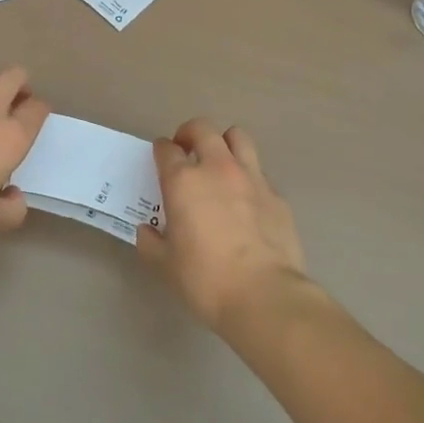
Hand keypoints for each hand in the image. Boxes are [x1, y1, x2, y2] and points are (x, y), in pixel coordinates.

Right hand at [137, 119, 307, 332]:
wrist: (264, 294)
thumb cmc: (206, 279)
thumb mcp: (166, 266)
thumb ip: (151, 243)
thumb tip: (147, 230)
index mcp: (184, 181)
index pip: (166, 149)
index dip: (161, 150)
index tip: (160, 157)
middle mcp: (217, 168)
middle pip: (202, 128)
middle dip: (190, 133)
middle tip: (186, 150)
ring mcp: (251, 177)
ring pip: (237, 136)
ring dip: (224, 142)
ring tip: (220, 162)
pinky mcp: (276, 194)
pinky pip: (259, 172)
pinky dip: (248, 177)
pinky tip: (247, 200)